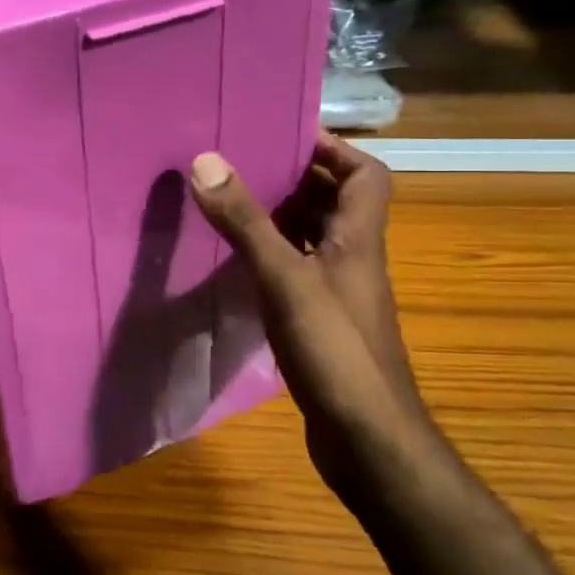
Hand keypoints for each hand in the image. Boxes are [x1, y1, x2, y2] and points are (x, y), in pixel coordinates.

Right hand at [189, 134, 431, 496]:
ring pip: (314, 238)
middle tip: (243, 164)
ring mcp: (339, 294)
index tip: (284, 135)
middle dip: (296, 178)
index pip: (367, 175)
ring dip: (282, 217)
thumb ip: (247, 222)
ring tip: (232, 203)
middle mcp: (354, 259)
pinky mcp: (322, 323)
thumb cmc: (334, 350)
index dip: (334, 149)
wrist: (368, 439)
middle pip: (336, 202)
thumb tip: (206, 160)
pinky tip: (238, 263)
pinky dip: (273, 258)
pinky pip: (298, 272)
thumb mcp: (285, 279)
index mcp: (358, 239)